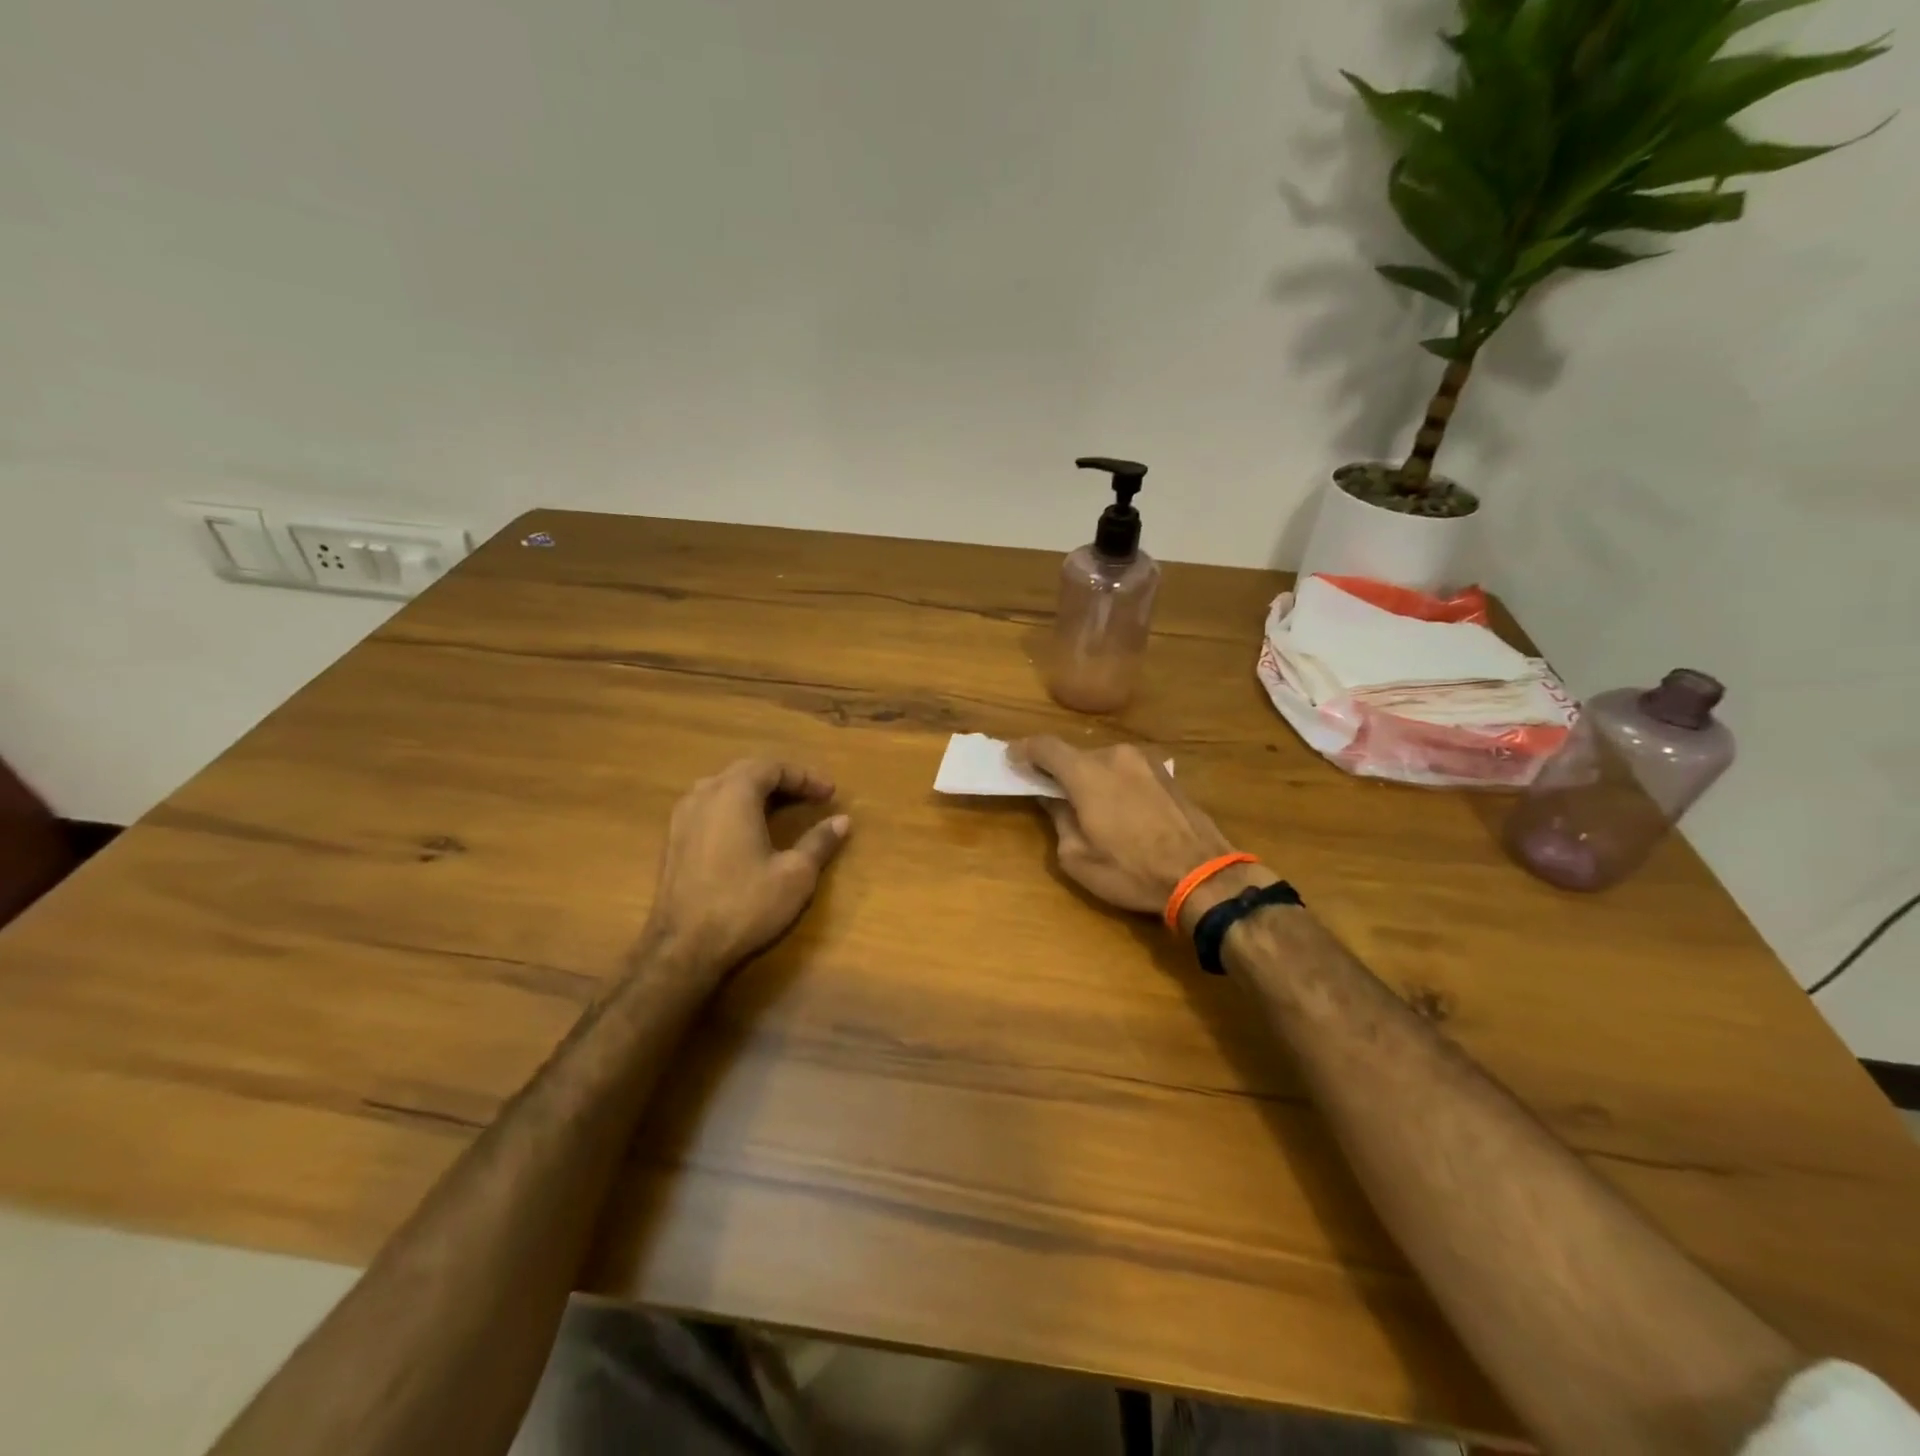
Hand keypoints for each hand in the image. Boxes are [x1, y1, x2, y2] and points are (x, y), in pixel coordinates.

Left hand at [642, 758, 850, 973]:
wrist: (683, 948)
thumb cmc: (744, 905)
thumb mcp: (795, 875)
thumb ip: (819, 842)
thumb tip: (842, 821)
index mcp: (734, 794)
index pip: (773, 767)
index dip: (805, 776)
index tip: (830, 794)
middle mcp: (704, 795)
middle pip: (746, 771)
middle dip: (782, 780)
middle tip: (810, 796)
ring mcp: (682, 817)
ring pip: (723, 786)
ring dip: (755, 791)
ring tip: (781, 807)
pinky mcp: (673, 840)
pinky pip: (708, 806)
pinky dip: (734, 807)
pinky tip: (747, 829)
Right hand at [1011, 737, 1264, 926]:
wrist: (1203, 876)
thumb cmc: (1131, 871)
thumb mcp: (1078, 858)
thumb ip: (1059, 820)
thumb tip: (1054, 800)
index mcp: (1087, 773)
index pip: (1045, 747)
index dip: (1023, 750)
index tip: (1011, 759)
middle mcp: (1115, 756)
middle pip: (1076, 755)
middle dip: (1059, 772)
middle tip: (1051, 795)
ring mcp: (1145, 761)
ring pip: (1104, 762)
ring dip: (1090, 778)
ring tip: (1090, 808)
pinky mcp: (1167, 774)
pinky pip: (1127, 771)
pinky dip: (1114, 782)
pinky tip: (1120, 810)